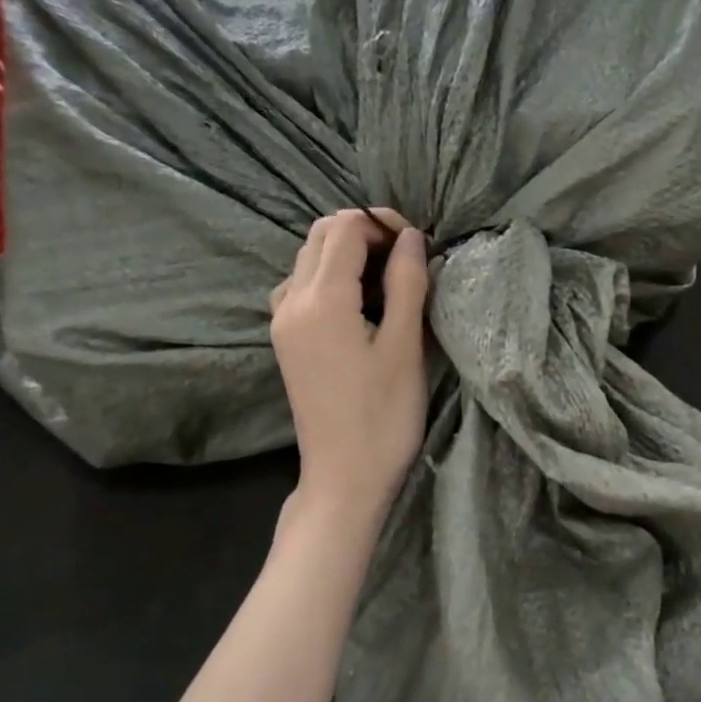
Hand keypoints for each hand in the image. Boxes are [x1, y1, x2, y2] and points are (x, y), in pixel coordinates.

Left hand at [270, 209, 429, 522]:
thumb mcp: (404, 346)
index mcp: (321, 299)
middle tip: (405, 257)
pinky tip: (359, 303)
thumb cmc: (383, 415)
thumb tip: (410, 237)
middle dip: (364, 233)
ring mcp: (282, 322)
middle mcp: (291, 301)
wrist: (344, 477)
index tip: (418, 244)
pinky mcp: (285, 341)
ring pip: (309, 259)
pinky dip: (331, 277)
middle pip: (321, 236)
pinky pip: (302, 286)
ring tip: (388, 280)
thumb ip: (406, 283)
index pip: (345, 229)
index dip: (382, 224)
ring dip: (347, 254)